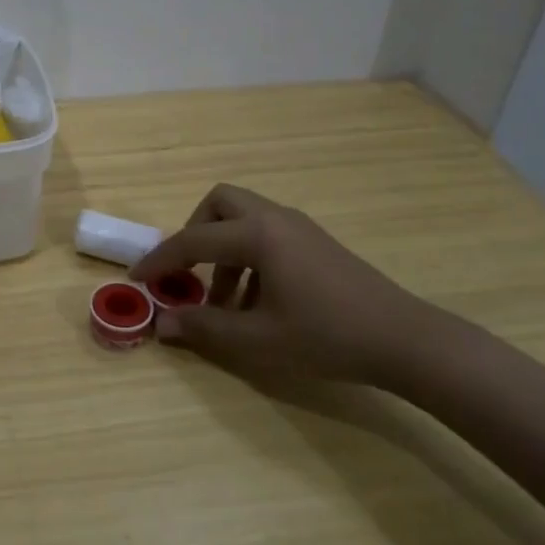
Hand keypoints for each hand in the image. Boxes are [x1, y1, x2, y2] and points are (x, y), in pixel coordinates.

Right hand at [130, 183, 447, 393]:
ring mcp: (299, 227)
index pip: (192, 240)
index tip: (138, 279)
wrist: (406, 341)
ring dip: (223, 250)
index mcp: (257, 235)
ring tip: (224, 301)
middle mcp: (275, 218)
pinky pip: (266, 234)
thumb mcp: (258, 340)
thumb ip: (204, 328)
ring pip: (244, 218)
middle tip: (188, 272)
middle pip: (219, 203)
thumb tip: (162, 323)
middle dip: (194, 232)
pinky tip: (258, 302)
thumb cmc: (327, 337)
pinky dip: (248, 256)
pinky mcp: (316, 242)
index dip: (160, 260)